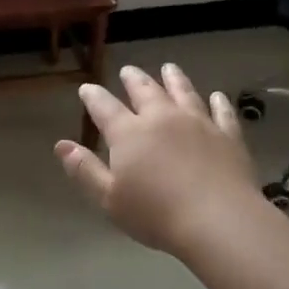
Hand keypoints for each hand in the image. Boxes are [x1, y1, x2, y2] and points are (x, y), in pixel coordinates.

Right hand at [54, 63, 264, 257]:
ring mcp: (198, 123)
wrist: (218, 220)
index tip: (86, 88)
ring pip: (183, 92)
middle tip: (128, 70)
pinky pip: (221, 112)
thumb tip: (61, 145)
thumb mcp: (109, 198)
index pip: (105, 107)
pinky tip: (217, 96)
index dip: (93, 97)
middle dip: (133, 79)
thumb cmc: (156, 214)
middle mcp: (162, 118)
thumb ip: (84, 169)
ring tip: (168, 68)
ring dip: (174, 79)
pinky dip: (218, 102)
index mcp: (129, 133)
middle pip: (145, 91)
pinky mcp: (228, 135)